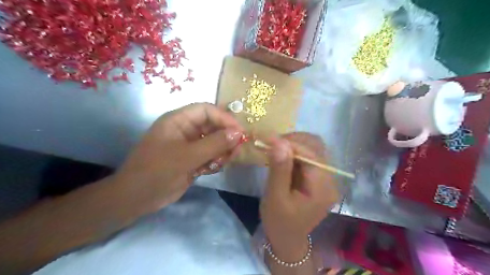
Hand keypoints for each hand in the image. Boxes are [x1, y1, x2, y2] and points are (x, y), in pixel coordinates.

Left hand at [112, 103, 243, 211]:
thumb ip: (214, 144)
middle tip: (237, 149)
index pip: (206, 110)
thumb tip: (238, 133)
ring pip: (214, 142)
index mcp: (178, 121)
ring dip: (223, 150)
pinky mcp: (193, 159)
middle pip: (213, 126)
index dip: (224, 118)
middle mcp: (186, 130)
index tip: (240, 131)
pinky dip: (216, 161)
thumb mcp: (186, 156)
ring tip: (225, 161)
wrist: (137, 199)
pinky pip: (211, 155)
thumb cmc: (156, 171)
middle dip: (226, 137)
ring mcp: (190, 145)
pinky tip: (213, 169)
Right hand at [262, 132, 338, 259]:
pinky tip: (282, 156)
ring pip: (313, 148)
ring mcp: (326, 177)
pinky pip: (309, 156)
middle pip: (316, 147)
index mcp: (322, 188)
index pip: (311, 154)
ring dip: (294, 144)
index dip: (291, 143)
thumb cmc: (279, 222)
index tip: (269, 139)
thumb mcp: (275, 197)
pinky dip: (295, 151)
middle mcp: (330, 180)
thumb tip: (279, 142)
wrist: (287, 239)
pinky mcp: (319, 177)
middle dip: (293, 141)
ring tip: (276, 149)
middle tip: (272, 144)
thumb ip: (279, 169)